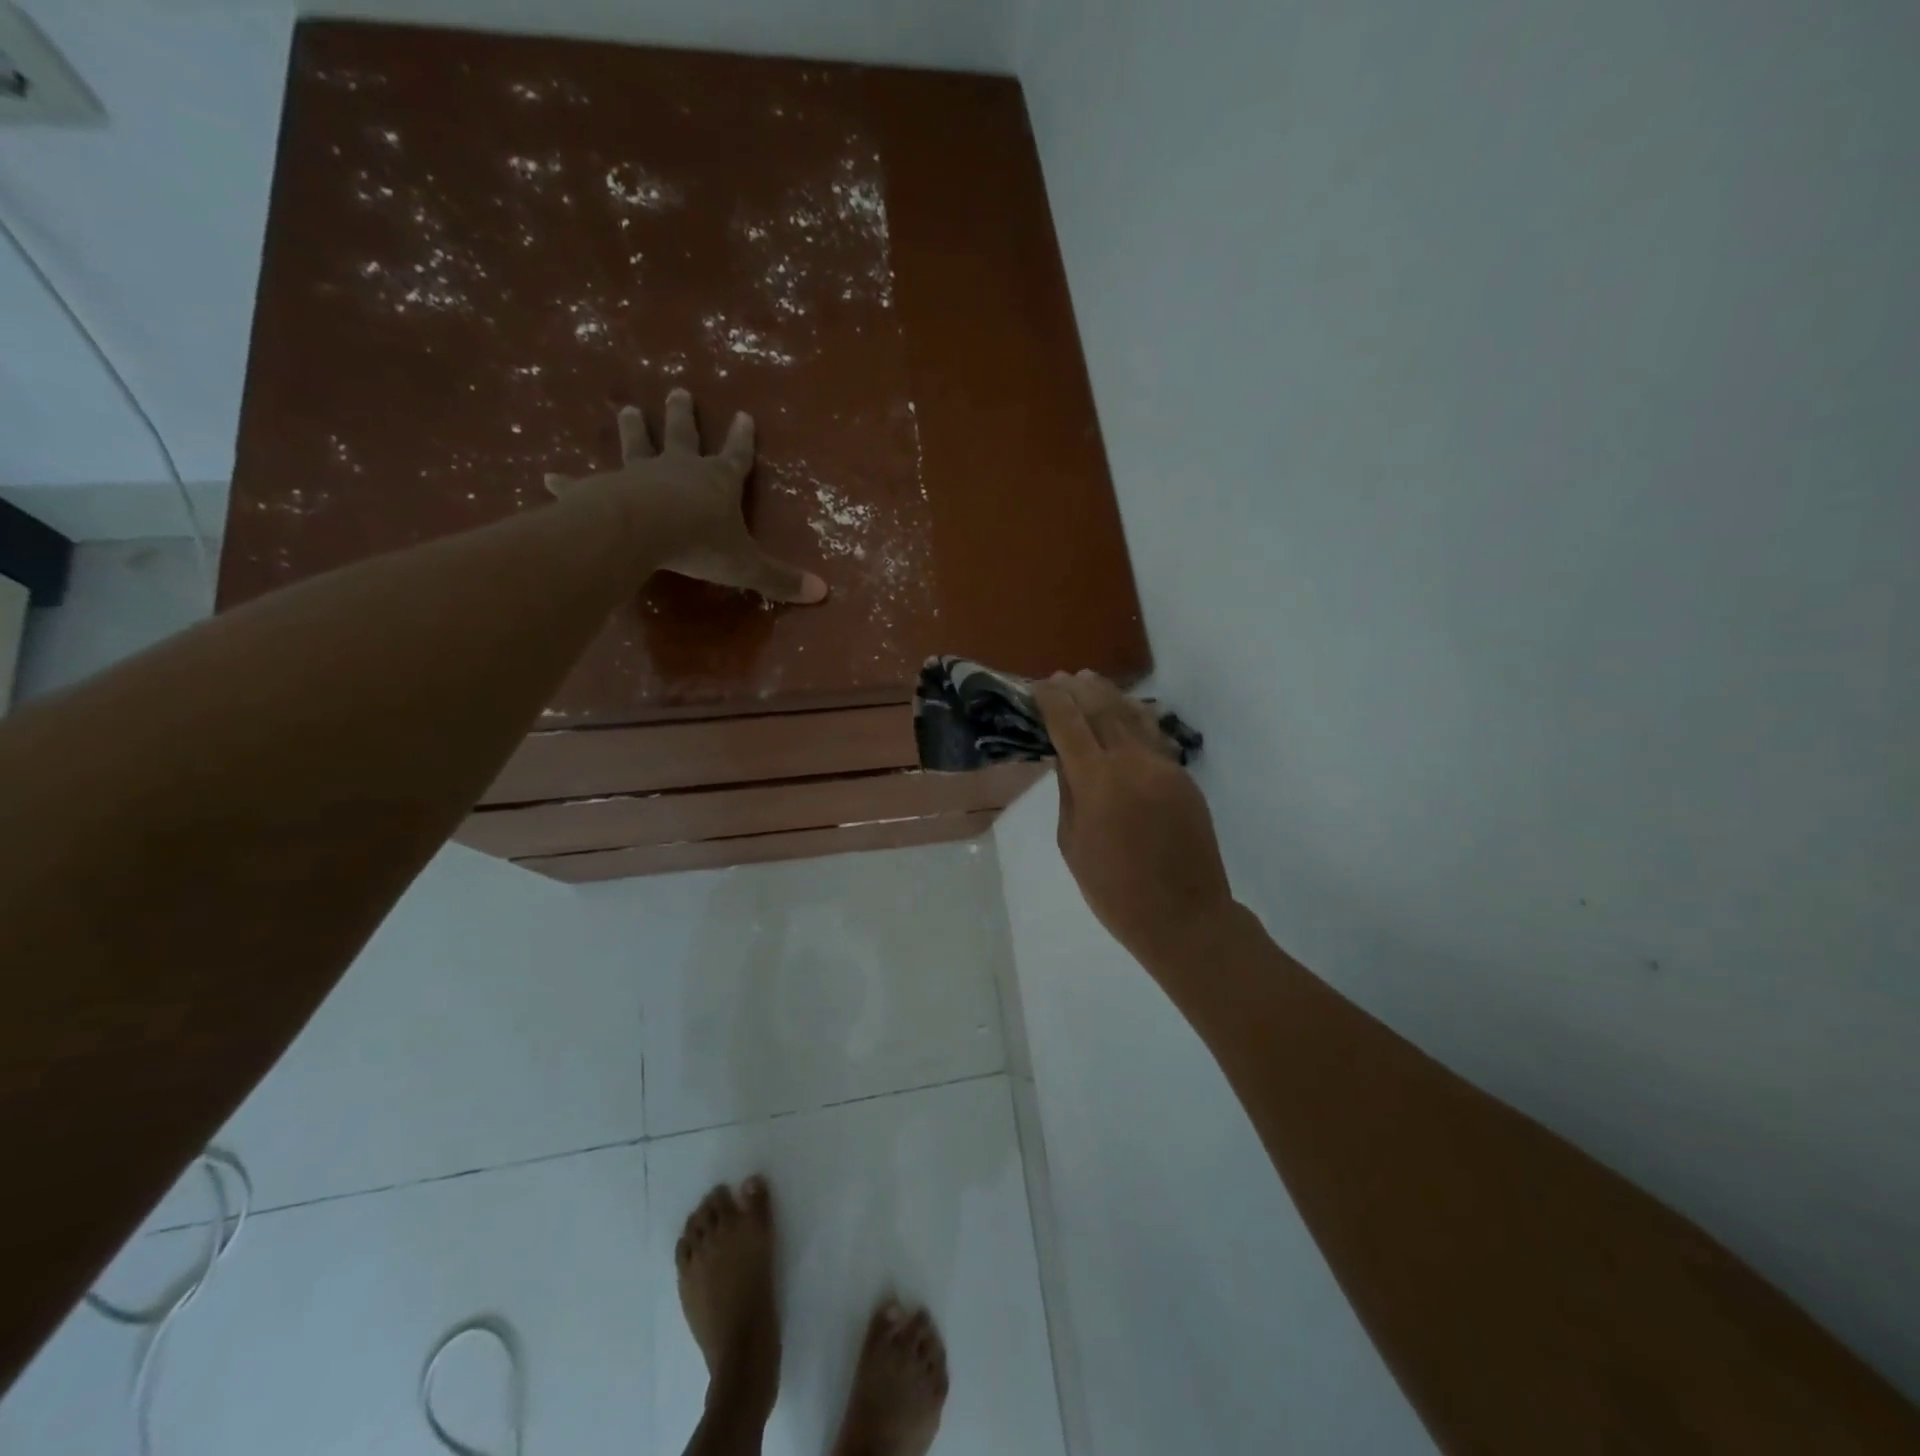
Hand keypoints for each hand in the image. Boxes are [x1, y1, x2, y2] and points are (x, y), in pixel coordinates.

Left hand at [547, 388, 826, 603]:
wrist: (643, 530)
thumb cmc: (700, 543)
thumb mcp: (747, 565)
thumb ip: (780, 579)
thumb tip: (823, 594)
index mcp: (717, 483)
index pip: (736, 457)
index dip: (742, 440)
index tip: (744, 415)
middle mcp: (679, 469)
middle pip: (683, 436)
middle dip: (683, 416)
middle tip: (678, 391)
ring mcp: (639, 474)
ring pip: (637, 445)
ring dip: (633, 429)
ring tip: (626, 409)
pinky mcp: (603, 490)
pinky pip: (584, 484)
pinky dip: (567, 482)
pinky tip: (546, 478)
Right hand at [1033, 671, 1234, 970]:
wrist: (1184, 916)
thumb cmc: (1114, 891)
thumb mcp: (1073, 843)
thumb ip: (1069, 793)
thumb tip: (1066, 757)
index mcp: (1098, 783)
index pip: (1070, 725)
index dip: (1052, 701)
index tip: (1038, 686)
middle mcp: (1133, 764)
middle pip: (1104, 710)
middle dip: (1079, 690)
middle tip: (1061, 677)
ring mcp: (1164, 768)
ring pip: (1134, 717)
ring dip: (1109, 695)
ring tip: (1090, 681)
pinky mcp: (1184, 779)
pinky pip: (1154, 738)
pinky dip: (1135, 718)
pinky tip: (1124, 713)